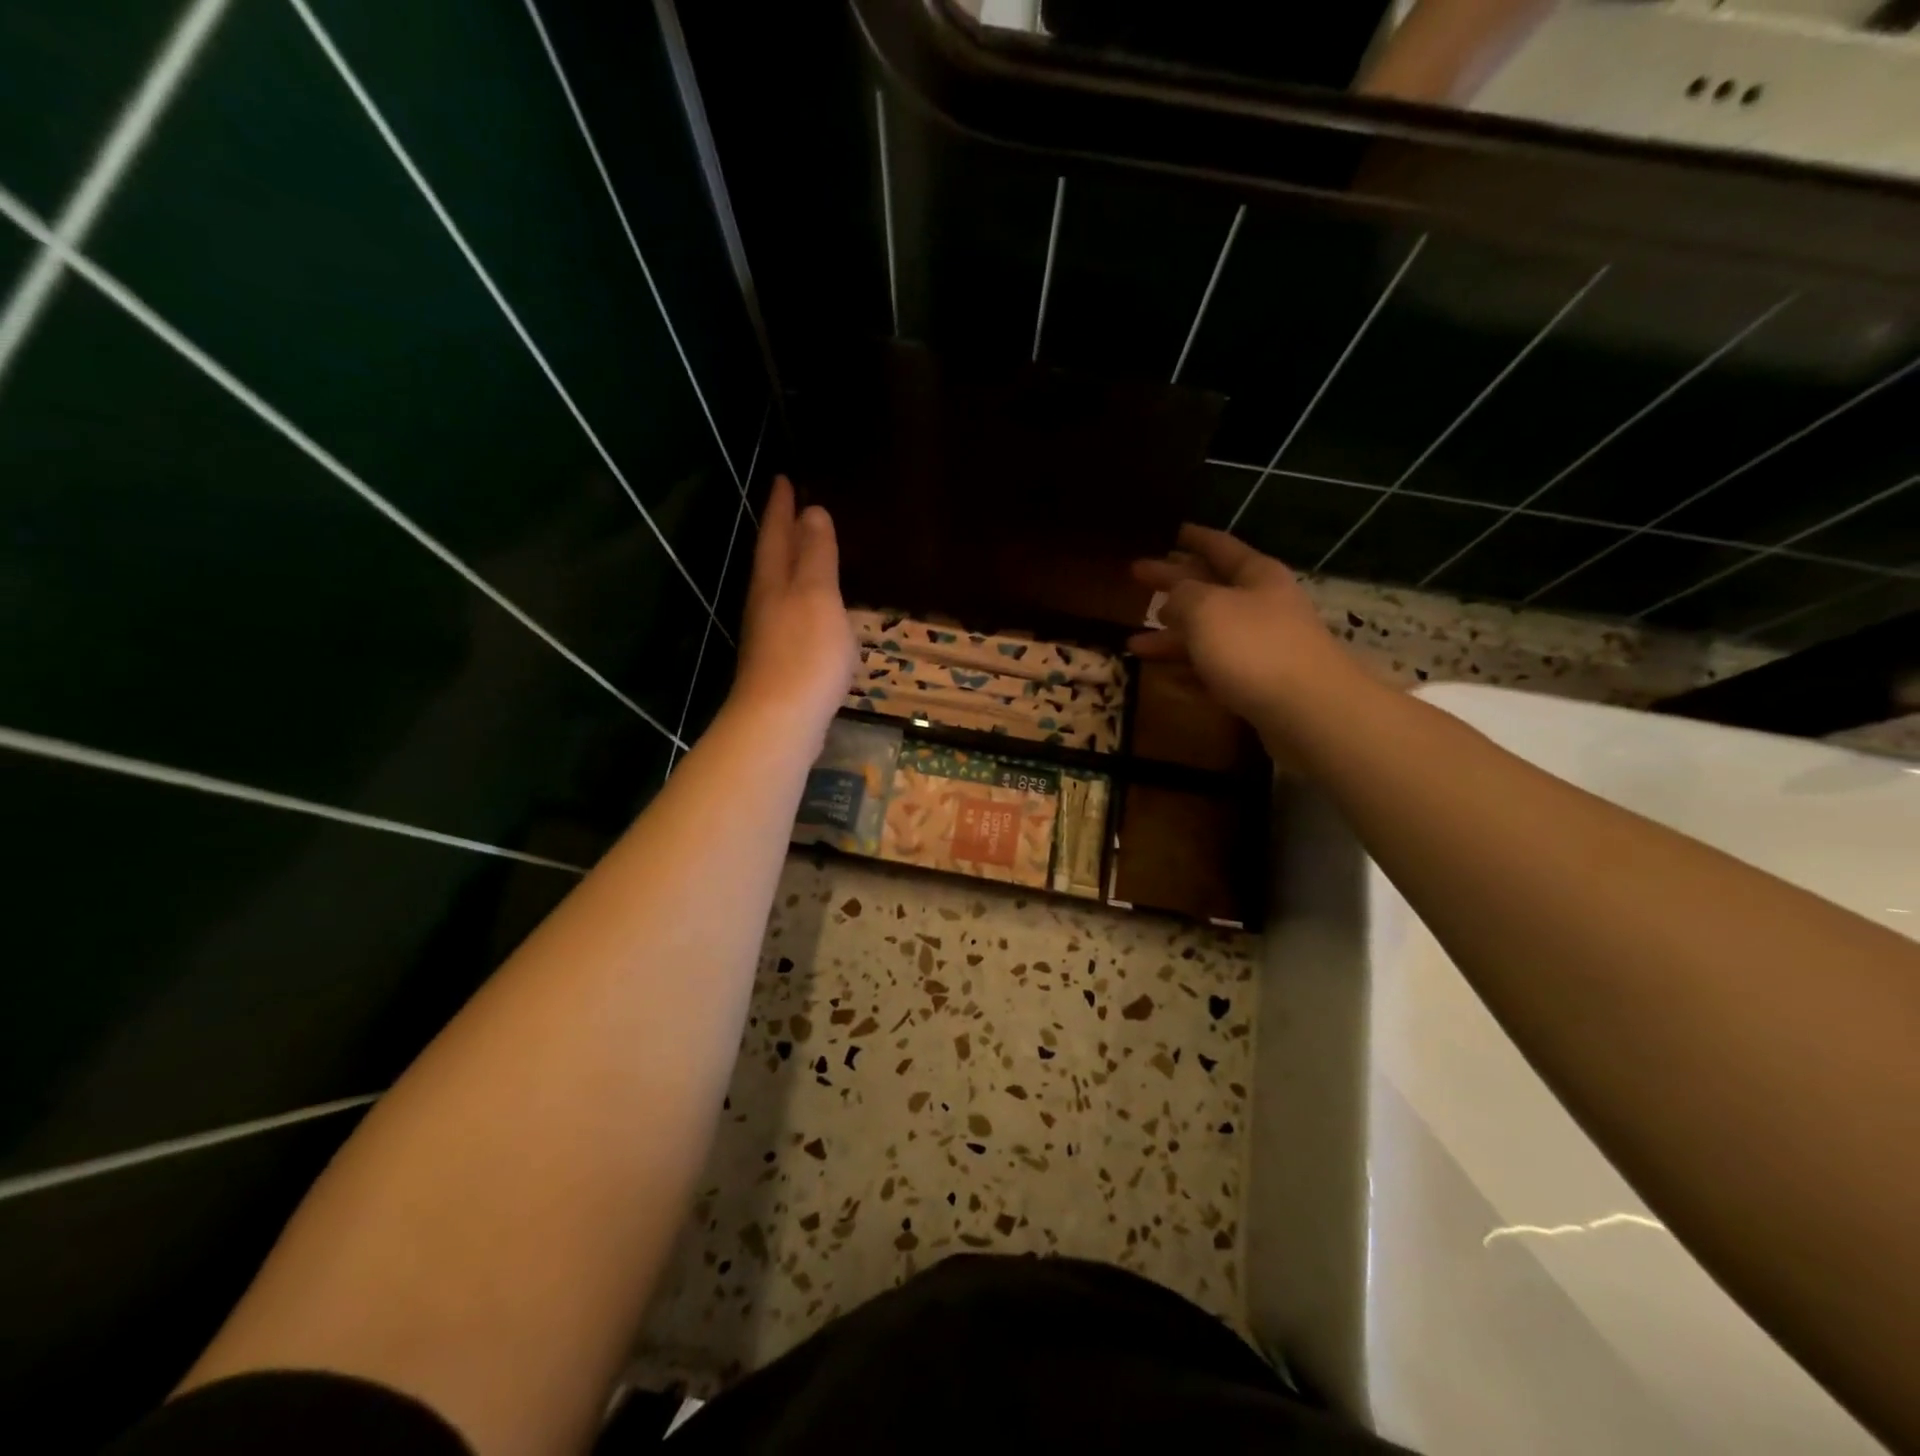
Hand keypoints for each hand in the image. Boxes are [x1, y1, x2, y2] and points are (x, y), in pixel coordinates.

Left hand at [730, 476, 856, 739]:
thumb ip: (816, 555)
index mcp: (773, 582)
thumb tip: (811, 511)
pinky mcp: (779, 662)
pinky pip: (790, 615)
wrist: (781, 720)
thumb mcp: (817, 595)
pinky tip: (812, 611)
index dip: (782, 507)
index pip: (777, 534)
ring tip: (804, 552)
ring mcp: (769, 635)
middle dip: (781, 532)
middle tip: (793, 508)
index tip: (784, 478)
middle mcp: (765, 603)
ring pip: (777, 588)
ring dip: (790, 566)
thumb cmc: (805, 653)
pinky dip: (800, 600)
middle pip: (771, 559)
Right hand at [1129, 524, 1365, 745]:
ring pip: (1207, 634)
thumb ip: (1182, 595)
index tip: (1173, 531)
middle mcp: (1261, 606)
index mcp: (1256, 576)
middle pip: (1209, 589)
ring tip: (1133, 643)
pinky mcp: (1257, 684)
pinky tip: (1165, 676)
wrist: (1307, 710)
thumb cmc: (1253, 647)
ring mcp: (1261, 647)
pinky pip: (1214, 670)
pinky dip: (1189, 670)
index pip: (1220, 547)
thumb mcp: (1206, 609)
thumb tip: (1173, 598)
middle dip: (1173, 584)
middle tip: (1138, 576)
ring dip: (1170, 636)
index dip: (1195, 538)